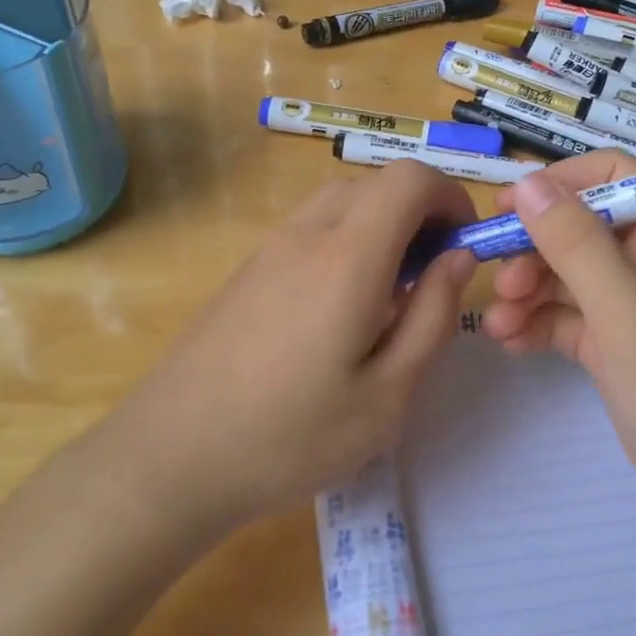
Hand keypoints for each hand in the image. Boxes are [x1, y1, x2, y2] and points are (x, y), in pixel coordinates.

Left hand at [114, 160, 477, 534]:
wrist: (171, 457)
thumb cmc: (291, 436)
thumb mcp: (387, 395)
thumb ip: (432, 316)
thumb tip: (459, 258)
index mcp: (349, 256)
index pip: (410, 179)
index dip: (450, 198)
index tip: (464, 247)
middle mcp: (307, 234)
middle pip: (376, 183)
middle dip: (419, 213)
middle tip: (432, 276)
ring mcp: (269, 248)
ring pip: (341, 202)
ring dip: (381, 226)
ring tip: (390, 296)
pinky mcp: (247, 269)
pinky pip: (311, 229)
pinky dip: (346, 241)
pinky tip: (340, 309)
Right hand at [482, 151, 635, 573]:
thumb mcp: (629, 314)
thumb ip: (576, 244)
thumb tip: (526, 183)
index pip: (614, 177)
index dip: (560, 184)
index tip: (506, 208)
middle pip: (581, 230)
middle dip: (535, 250)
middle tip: (499, 284)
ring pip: (568, 277)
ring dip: (529, 292)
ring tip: (498, 324)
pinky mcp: (618, 350)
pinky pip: (569, 320)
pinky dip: (538, 326)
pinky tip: (509, 344)